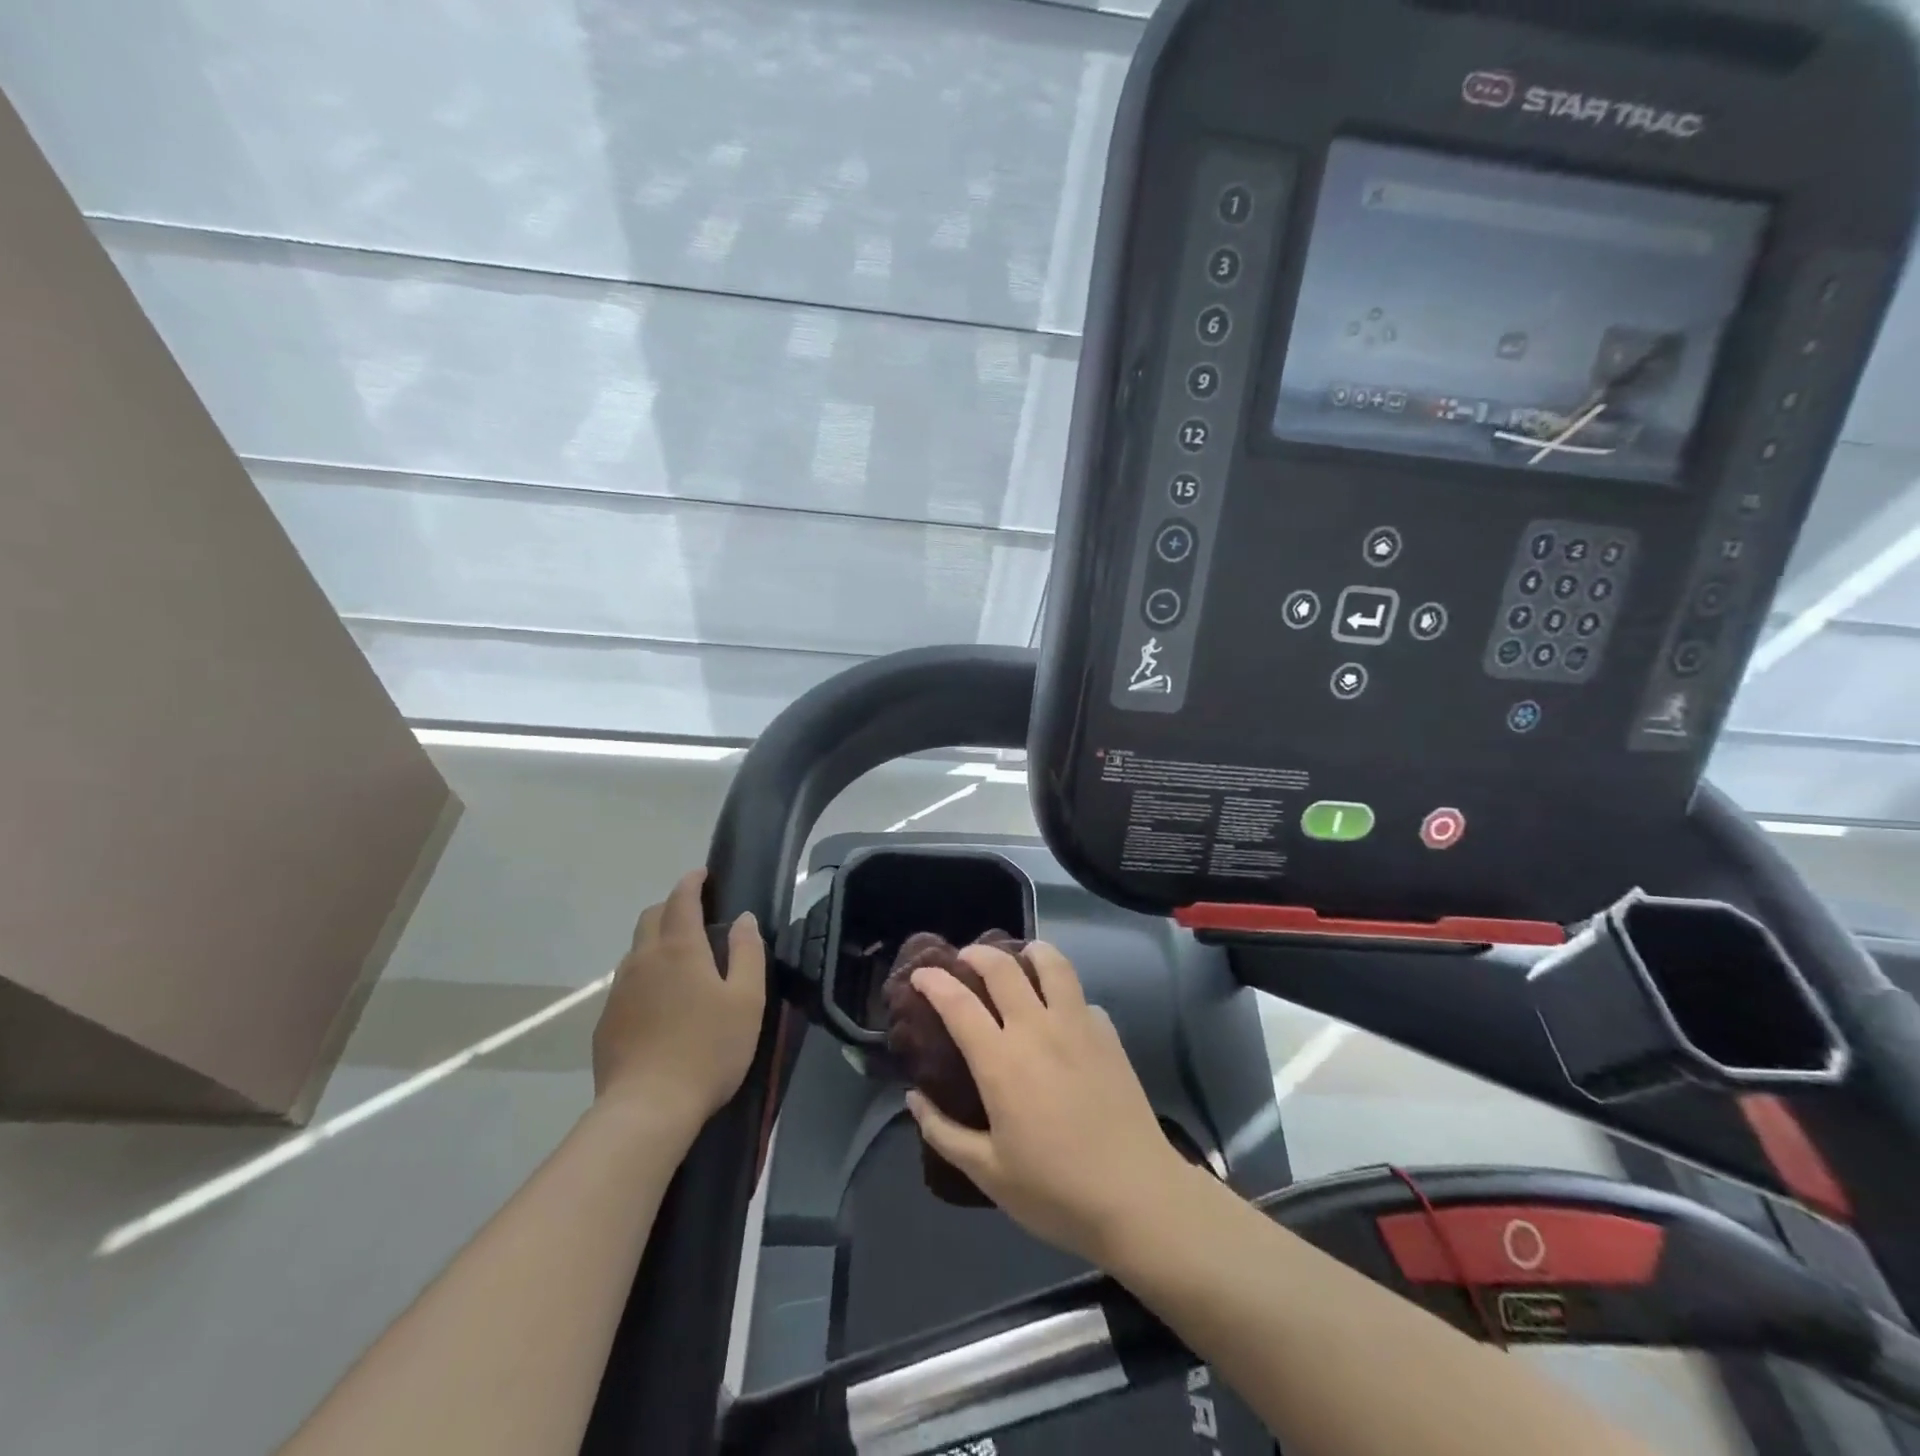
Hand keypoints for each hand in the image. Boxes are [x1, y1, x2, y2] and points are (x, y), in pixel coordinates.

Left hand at [592, 868, 765, 1132]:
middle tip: (696, 917)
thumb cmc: (708, 1050)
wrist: (646, 1109)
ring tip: (681, 962)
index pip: (681, 899)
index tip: (703, 874)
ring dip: (656, 942)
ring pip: (636, 950)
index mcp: (679, 948)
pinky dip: (645, 975)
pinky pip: (626, 983)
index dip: (692, 881)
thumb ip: (747, 953)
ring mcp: (619, 990)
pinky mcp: (606, 1021)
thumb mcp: (746, 1000)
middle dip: (672, 907)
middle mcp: (643, 959)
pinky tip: (661, 1004)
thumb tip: (743, 919)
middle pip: (651, 917)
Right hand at [903, 941, 1192, 1267]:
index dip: (934, 981)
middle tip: (965, 959)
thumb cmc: (1055, 1191)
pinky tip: (1061, 1012)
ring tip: (1019, 959)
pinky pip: (1080, 996)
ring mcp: (1077, 1025)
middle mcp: (1036, 1029)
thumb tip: (915, 1097)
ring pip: (1051, 963)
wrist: (1136, 1196)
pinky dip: (1063, 992)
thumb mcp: (988, 1172)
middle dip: (976, 954)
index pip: (958, 1002)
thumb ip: (944, 1132)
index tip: (920, 975)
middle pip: (1002, 967)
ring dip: (1028, 952)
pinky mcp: (1108, 1033)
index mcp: (1000, 1061)